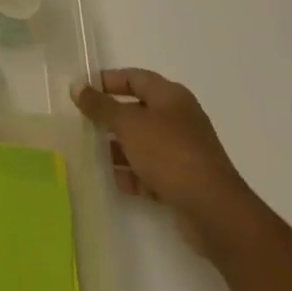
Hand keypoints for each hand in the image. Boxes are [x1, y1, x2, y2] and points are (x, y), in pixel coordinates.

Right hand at [72, 68, 258, 253]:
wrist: (215, 212)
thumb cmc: (170, 154)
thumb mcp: (129, 124)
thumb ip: (100, 106)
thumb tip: (76, 86)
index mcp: (170, 97)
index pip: (134, 78)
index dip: (108, 81)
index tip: (84, 91)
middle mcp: (179, 119)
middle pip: (138, 111)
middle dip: (112, 119)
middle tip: (86, 124)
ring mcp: (184, 151)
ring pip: (144, 143)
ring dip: (121, 149)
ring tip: (97, 156)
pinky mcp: (185, 181)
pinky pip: (153, 171)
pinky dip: (136, 174)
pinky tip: (119, 182)